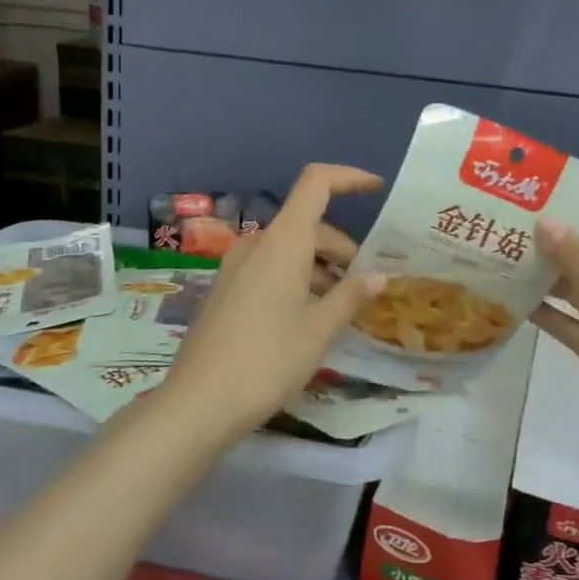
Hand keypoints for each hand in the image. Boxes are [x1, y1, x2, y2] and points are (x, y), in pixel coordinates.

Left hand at [157, 164, 384, 444]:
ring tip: (340, 307)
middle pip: (306, 224)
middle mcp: (256, 244)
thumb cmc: (268, 361)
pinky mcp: (224, 290)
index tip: (377, 189)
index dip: (349, 178)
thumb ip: (351, 297)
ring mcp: (235, 267)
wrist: (199, 402)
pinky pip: (268, 268)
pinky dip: (294, 278)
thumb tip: (379, 277)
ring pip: (287, 249)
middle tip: (365, 284)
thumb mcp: (319, 330)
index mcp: (282, 242)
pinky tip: (306, 316)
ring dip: (318, 267)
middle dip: (340, 247)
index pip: (316, 184)